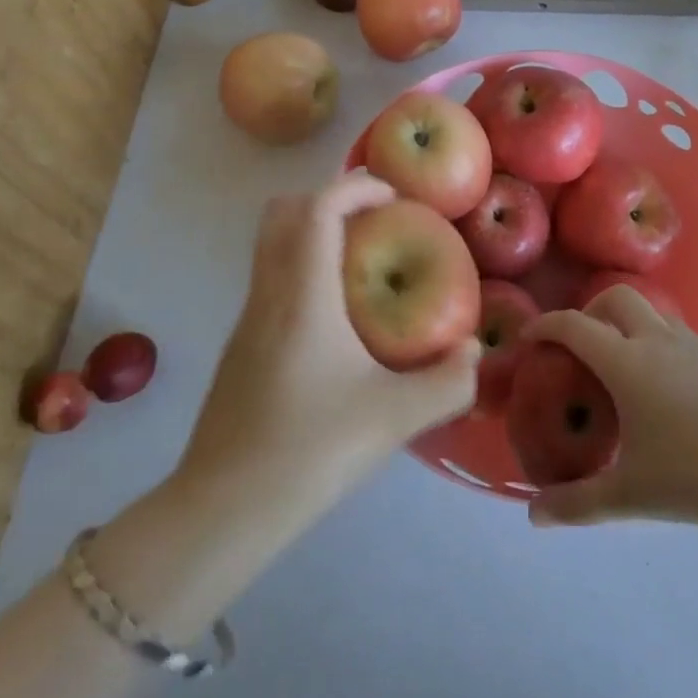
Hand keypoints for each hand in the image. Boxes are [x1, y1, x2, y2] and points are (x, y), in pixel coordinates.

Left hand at [175, 172, 479, 523]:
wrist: (223, 511)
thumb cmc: (310, 452)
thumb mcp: (395, 419)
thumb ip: (448, 382)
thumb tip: (474, 351)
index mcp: (303, 295)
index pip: (318, 208)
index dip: (355, 186)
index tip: (394, 196)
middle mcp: (268, 293)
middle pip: (281, 211)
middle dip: (328, 198)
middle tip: (374, 220)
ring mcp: (246, 319)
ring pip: (271, 244)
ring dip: (312, 233)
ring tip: (362, 263)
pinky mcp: (240, 346)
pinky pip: (270, 278)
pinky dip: (302, 267)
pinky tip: (336, 318)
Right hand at [520, 287, 697, 529]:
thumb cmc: (696, 476)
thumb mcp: (630, 496)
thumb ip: (577, 503)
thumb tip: (533, 515)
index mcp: (626, 363)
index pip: (574, 326)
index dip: (546, 325)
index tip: (530, 337)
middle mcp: (659, 340)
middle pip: (617, 298)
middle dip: (592, 311)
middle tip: (585, 345)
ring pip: (657, 316)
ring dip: (635, 328)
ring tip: (634, 372)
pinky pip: (691, 343)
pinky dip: (674, 354)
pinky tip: (685, 397)